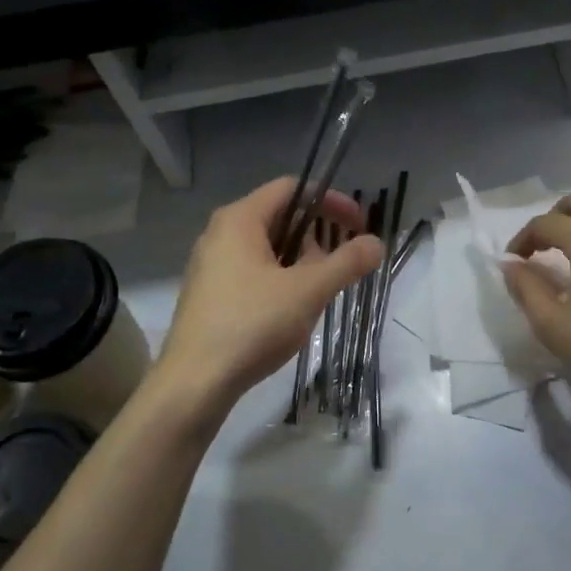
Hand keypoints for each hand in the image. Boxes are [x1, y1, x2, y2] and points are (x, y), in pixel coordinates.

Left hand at [157, 178, 383, 401]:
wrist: (194, 382)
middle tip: (339, 266)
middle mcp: (219, 233)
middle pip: (280, 217)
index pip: (292, 188)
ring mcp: (210, 264)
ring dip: (300, 262)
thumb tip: (376, 243)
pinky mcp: (209, 294)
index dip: (331, 201)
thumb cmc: (252, 325)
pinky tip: (289, 312)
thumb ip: (347, 263)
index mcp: (239, 219)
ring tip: (316, 293)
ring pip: (267, 248)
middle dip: (317, 236)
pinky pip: (253, 271)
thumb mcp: (308, 291)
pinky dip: (280, 279)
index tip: (358, 226)